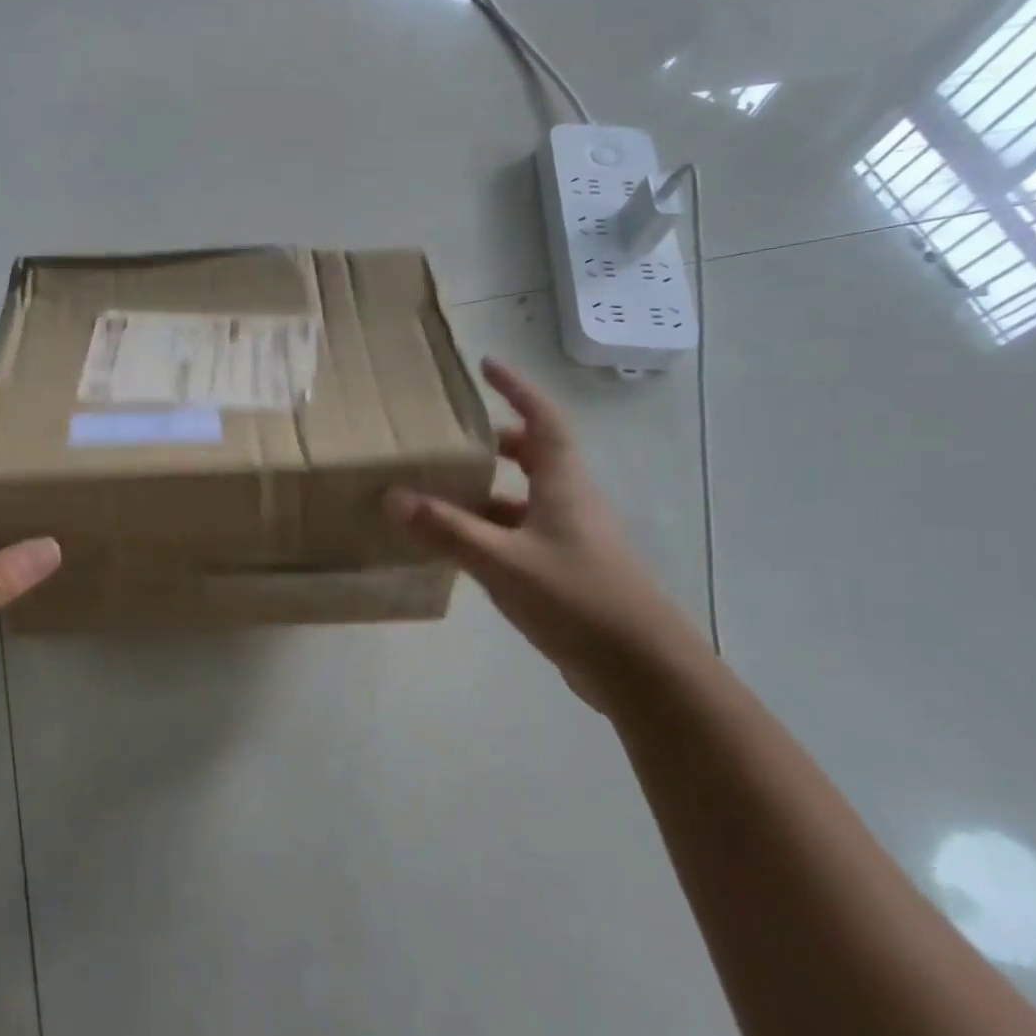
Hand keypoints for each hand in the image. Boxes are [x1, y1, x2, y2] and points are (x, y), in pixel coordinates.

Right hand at [385, 357, 705, 709]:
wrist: (641, 669)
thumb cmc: (576, 597)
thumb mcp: (501, 561)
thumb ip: (447, 530)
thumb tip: (394, 496)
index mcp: (564, 484)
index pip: (542, 420)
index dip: (517, 389)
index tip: (487, 366)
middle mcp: (571, 502)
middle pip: (535, 456)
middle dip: (496, 442)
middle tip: (454, 438)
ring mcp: (571, 538)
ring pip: (524, 499)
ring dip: (487, 491)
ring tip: (440, 492)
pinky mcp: (566, 571)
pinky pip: (521, 535)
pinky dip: (490, 530)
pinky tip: (459, 547)